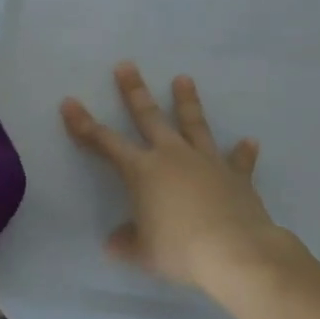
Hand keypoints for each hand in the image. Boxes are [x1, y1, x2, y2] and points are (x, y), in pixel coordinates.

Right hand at [61, 62, 297, 294]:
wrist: (236, 252)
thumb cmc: (180, 249)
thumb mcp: (143, 252)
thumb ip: (126, 243)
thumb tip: (113, 243)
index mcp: (142, 171)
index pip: (104, 142)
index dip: (83, 124)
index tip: (69, 102)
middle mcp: (171, 157)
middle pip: (149, 117)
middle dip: (135, 91)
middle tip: (127, 65)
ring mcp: (206, 162)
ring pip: (193, 124)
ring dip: (187, 101)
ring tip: (184, 78)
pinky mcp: (236, 176)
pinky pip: (238, 161)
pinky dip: (242, 152)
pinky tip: (250, 141)